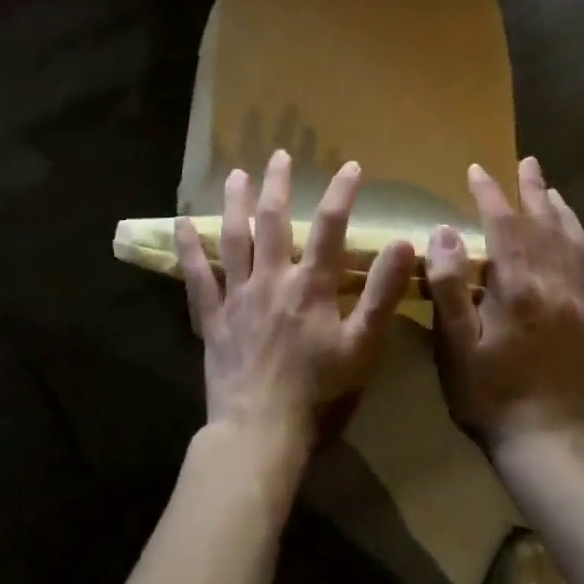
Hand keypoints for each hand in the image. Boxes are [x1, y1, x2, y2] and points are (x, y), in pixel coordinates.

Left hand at [175, 151, 416, 454]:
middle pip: (274, 221)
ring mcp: (237, 295)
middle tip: (278, 155)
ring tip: (235, 175)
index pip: (331, 227)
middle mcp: (271, 278)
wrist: (261, 428)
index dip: (341, 193)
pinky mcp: (212, 315)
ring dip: (236, 204)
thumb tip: (402, 243)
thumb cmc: (318, 389)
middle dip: (277, 185)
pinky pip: (197, 275)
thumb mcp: (362, 345)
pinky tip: (182, 223)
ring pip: (235, 238)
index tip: (350, 166)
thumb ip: (381, 293)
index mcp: (310, 285)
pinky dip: (189, 249)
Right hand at [428, 157, 583, 449]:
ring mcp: (580, 305)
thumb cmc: (486, 392)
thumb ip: (448, 285)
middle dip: (532, 191)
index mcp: (518, 288)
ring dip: (563, 212)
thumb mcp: (454, 343)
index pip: (504, 226)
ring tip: (551, 188)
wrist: (542, 442)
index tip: (476, 170)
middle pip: (544, 226)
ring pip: (575, 244)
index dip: (490, 195)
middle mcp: (555, 286)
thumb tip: (444, 232)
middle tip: (525, 163)